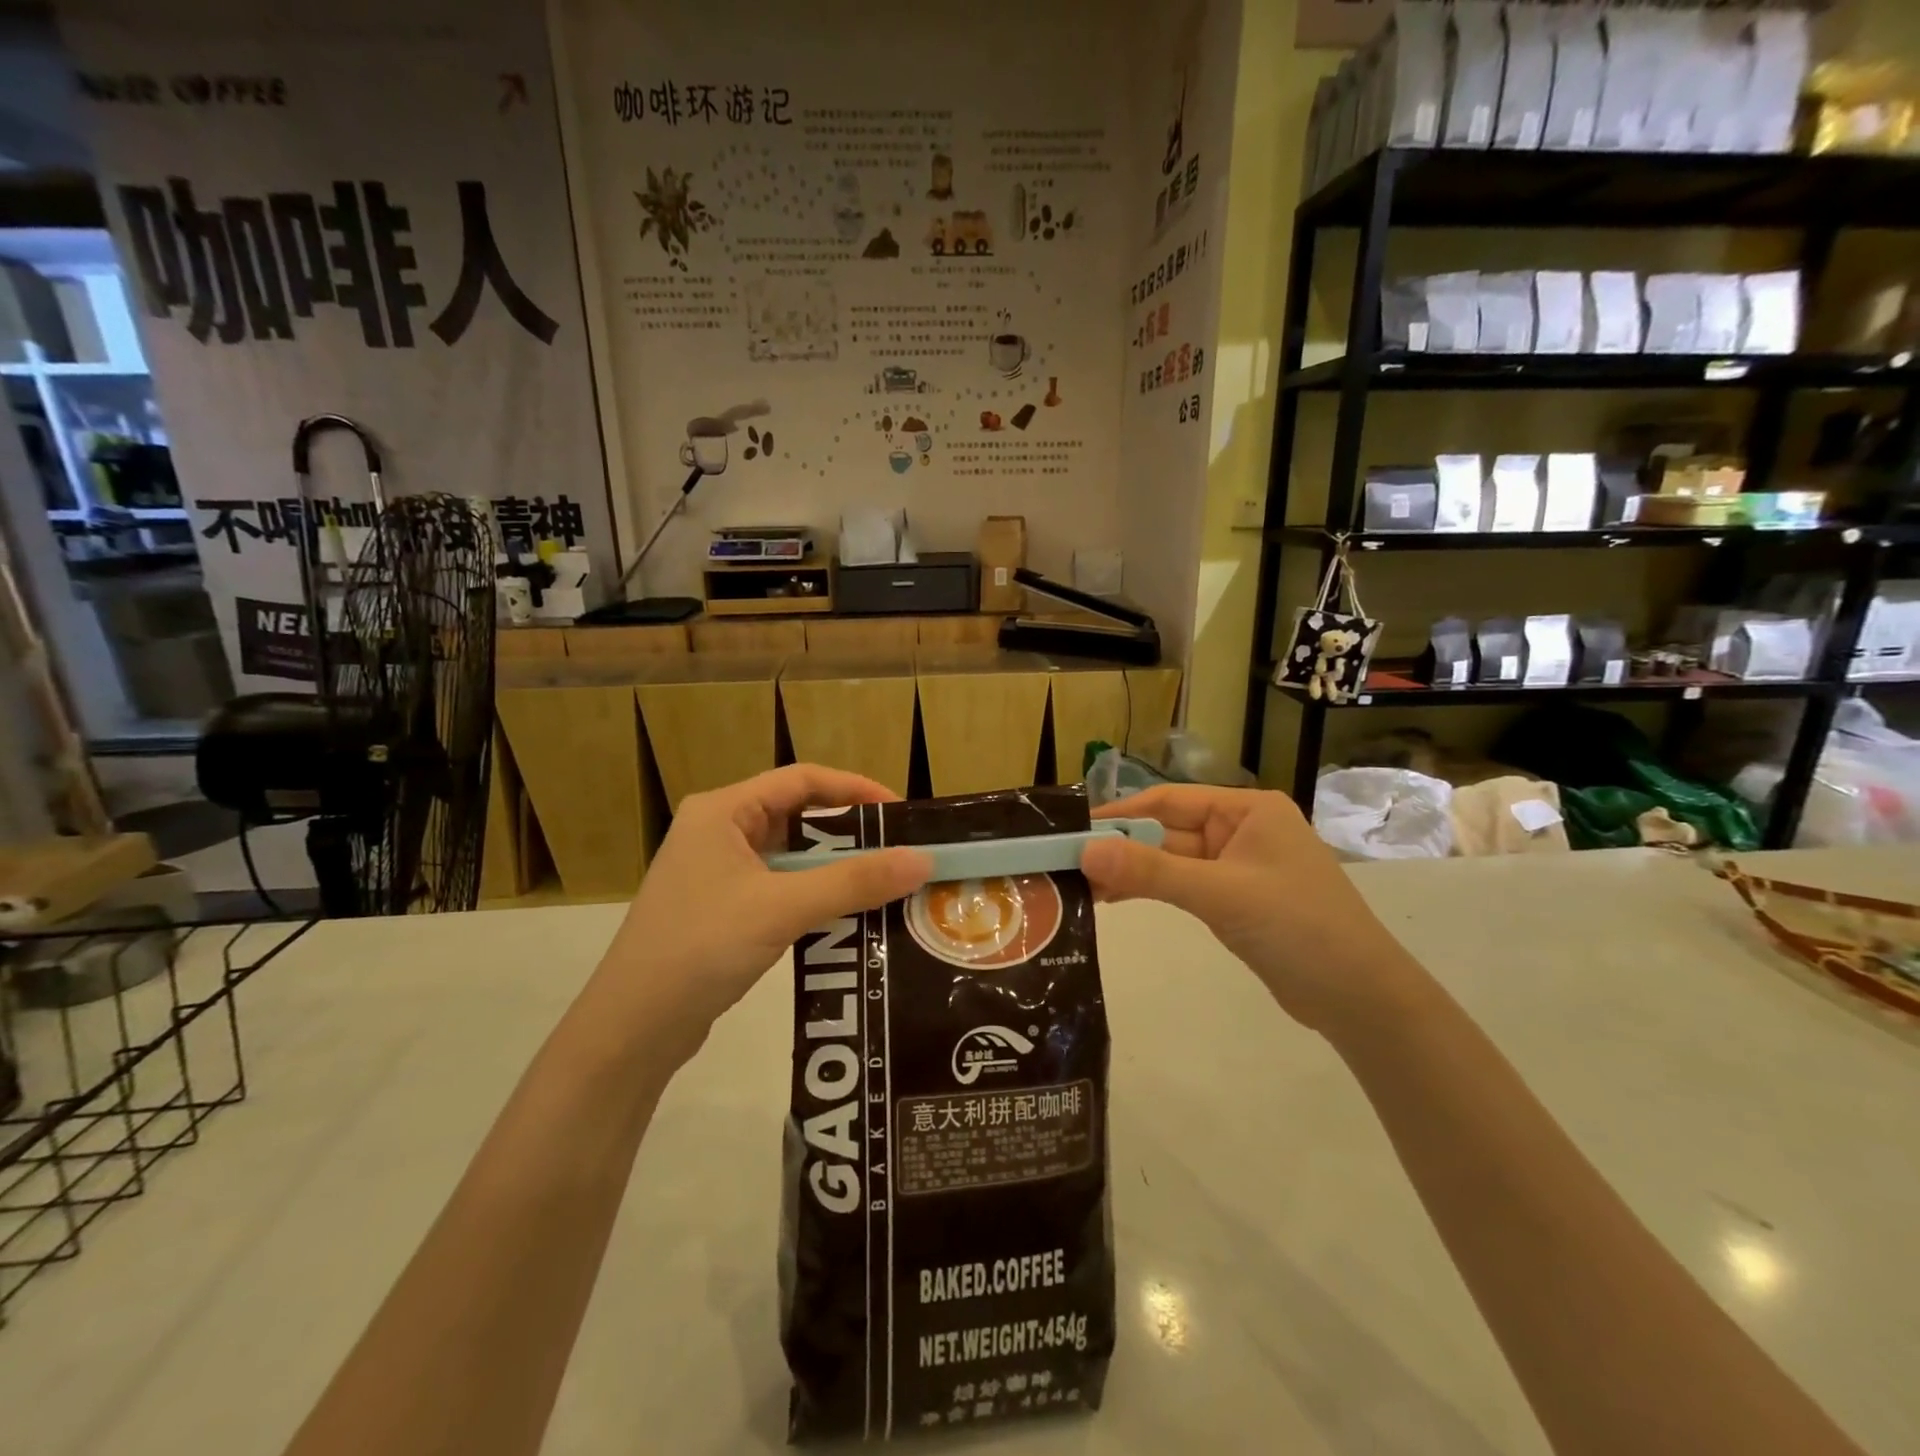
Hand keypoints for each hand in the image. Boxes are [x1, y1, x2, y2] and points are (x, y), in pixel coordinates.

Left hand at [597, 766, 930, 1059]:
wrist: (631, 1028)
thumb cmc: (701, 947)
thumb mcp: (783, 908)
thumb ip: (854, 882)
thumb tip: (923, 859)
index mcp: (723, 811)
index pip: (801, 780)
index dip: (854, 789)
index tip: (900, 813)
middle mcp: (718, 831)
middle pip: (797, 816)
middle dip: (849, 833)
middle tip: (899, 851)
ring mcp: (716, 872)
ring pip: (790, 856)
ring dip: (834, 868)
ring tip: (884, 884)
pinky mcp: (721, 909)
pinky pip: (779, 887)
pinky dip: (813, 895)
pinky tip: (846, 916)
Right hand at [1080, 785, 1421, 1032]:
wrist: (1360, 998)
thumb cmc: (1297, 927)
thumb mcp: (1220, 894)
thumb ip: (1151, 872)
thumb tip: (1085, 851)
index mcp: (1247, 810)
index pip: (1170, 800)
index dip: (1121, 814)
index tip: (1073, 829)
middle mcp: (1242, 830)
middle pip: (1168, 830)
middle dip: (1121, 848)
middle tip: (1068, 863)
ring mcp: (1239, 867)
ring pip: (1172, 861)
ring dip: (1132, 871)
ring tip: (1081, 885)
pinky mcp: (1236, 901)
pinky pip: (1184, 886)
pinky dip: (1152, 890)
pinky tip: (1115, 899)